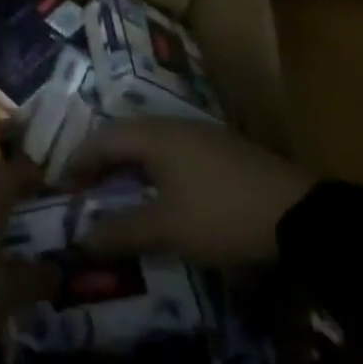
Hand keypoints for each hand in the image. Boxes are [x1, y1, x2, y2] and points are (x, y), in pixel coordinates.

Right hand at [69, 120, 316, 264]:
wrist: (301, 214)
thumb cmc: (223, 215)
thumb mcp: (168, 229)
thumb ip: (122, 231)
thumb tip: (82, 238)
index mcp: (153, 136)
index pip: (101, 139)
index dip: (77, 162)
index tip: (62, 186)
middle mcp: (172, 125)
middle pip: (123, 135)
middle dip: (100, 161)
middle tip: (85, 189)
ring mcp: (200, 133)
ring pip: (149, 142)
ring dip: (127, 164)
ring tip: (117, 191)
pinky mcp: (221, 148)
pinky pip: (171, 150)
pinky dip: (152, 167)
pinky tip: (160, 191)